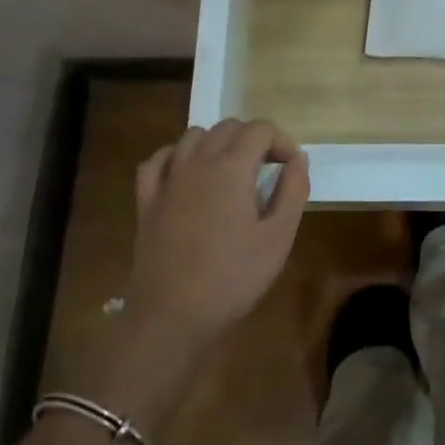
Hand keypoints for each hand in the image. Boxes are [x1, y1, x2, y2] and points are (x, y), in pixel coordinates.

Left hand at [125, 119, 309, 349]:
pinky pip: (157, 161)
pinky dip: (176, 157)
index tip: (290, 168)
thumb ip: (293, 191)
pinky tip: (186, 174)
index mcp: (232, 167)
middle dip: (253, 139)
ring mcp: (167, 180)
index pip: (260, 129)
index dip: (281, 140)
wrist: (171, 318)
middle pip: (228, 127)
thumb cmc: (232, 278)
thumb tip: (298, 159)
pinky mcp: (146, 201)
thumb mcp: (278, 238)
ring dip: (217, 143)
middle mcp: (197, 162)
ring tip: (231, 171)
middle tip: (267, 170)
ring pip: (193, 136)